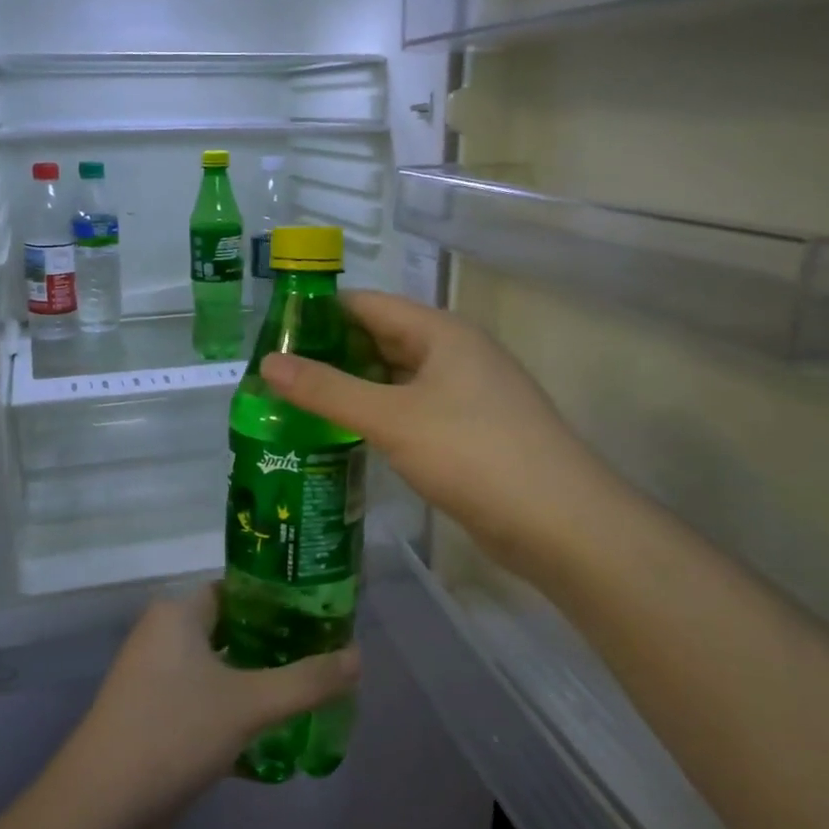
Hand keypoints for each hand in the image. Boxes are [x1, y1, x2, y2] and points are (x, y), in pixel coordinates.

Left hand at [65, 587, 359, 820]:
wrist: (101, 809)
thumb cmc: (174, 732)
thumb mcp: (249, 704)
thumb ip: (306, 680)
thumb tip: (358, 657)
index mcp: (178, 613)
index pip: (237, 590)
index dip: (278, 601)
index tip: (319, 616)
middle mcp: (163, 636)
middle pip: (231, 629)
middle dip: (274, 645)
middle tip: (322, 657)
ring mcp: (154, 679)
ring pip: (218, 669)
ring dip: (256, 681)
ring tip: (306, 693)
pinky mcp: (153, 718)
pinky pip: (204, 701)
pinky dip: (234, 711)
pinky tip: (270, 735)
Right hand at [262, 292, 603, 571]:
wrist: (560, 524)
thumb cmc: (473, 454)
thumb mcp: (392, 419)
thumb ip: (328, 390)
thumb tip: (267, 363)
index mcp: (441, 332)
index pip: (367, 304)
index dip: (319, 314)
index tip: (271, 336)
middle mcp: (454, 354)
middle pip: (380, 339)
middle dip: (330, 354)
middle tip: (274, 376)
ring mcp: (464, 394)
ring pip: (395, 378)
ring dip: (351, 388)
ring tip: (295, 404)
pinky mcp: (468, 431)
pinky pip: (411, 410)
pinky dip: (377, 416)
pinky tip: (343, 434)